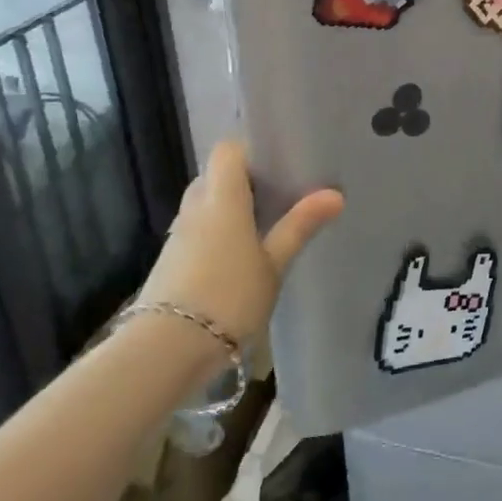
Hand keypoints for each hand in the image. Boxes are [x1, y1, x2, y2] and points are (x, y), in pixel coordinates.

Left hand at [138, 142, 343, 344]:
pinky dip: (215, 234)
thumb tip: (335, 193)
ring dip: (228, 209)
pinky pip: (196, 231)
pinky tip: (237, 259)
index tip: (279, 165)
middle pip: (215, 176)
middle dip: (243, 182)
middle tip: (277, 198)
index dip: (251, 150)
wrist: (166, 350)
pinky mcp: (170, 261)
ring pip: (204, 205)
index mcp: (221, 198)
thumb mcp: (273, 264)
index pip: (228, 149)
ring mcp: (178, 235)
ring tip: (262, 229)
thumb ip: (300, 226)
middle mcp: (195, 207)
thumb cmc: (229, 297)